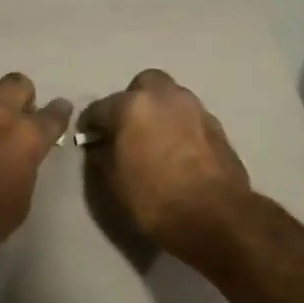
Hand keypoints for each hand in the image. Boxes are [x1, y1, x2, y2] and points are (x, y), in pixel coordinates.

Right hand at [79, 70, 250, 258]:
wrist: (216, 217)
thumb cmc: (155, 199)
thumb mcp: (114, 182)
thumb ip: (103, 154)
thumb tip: (101, 143)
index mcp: (133, 106)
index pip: (100, 107)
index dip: (90, 123)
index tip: (87, 136)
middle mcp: (165, 97)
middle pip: (143, 85)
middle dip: (132, 101)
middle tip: (127, 128)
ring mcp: (195, 108)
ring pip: (170, 98)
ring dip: (159, 112)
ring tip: (154, 139)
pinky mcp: (216, 125)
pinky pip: (189, 116)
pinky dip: (179, 126)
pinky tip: (176, 150)